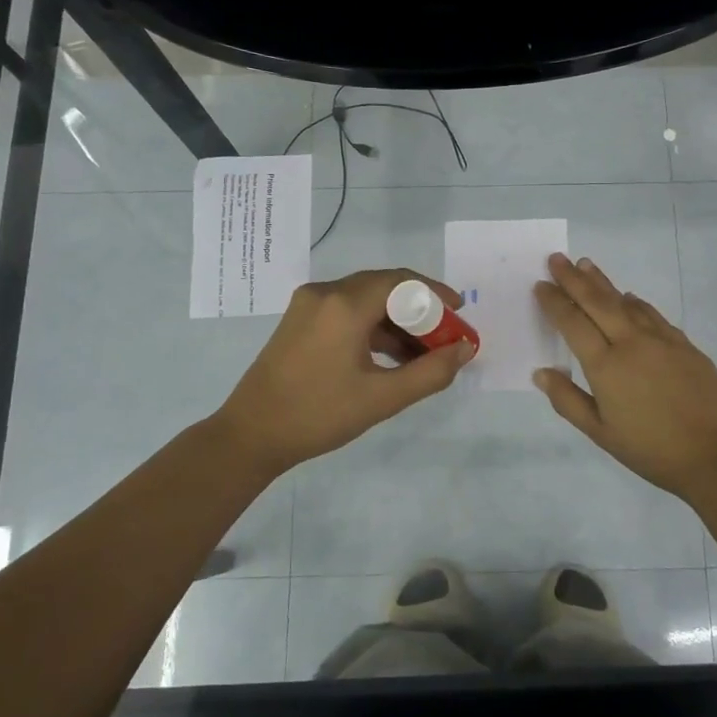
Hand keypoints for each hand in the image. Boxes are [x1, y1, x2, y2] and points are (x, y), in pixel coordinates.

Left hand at [212, 268, 474, 474]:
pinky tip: (390, 356)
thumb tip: (465, 349)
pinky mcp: (299, 320)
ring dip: (396, 320)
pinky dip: (373, 327)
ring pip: (366, 299)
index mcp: (344, 305)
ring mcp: (308, 304)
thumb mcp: (383, 398)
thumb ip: (431, 372)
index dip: (436, 294)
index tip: (460, 314)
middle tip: (445, 336)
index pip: (402, 282)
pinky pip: (347, 311)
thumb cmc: (319, 415)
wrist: (251, 434)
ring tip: (422, 352)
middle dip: (419, 309)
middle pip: (385, 286)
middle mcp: (325, 293)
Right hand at [533, 253, 716, 499]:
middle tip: (557, 258)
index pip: (573, 323)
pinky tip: (629, 298)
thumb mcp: (600, 433)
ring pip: (626, 302)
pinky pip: (652, 314)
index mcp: (605, 365)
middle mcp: (631, 343)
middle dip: (574, 279)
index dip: (554, 302)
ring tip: (586, 265)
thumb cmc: (651, 449)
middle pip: (597, 302)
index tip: (541, 284)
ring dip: (603, 282)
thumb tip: (541, 372)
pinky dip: (635, 302)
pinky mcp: (685, 344)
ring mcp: (661, 340)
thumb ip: (568, 400)